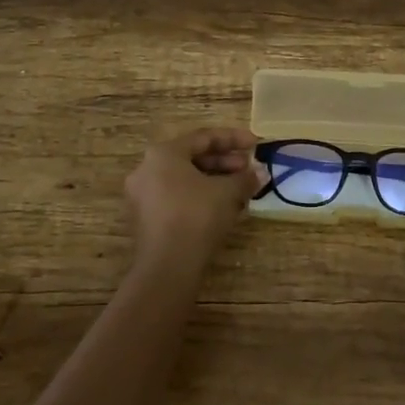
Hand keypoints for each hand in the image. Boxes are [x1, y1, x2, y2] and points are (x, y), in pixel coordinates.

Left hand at [124, 127, 261, 267]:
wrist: (167, 267)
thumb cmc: (196, 216)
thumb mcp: (227, 193)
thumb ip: (245, 178)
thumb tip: (261, 173)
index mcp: (163, 153)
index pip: (203, 137)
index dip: (233, 139)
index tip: (256, 144)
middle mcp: (147, 168)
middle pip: (192, 158)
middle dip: (224, 162)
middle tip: (248, 169)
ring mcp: (143, 195)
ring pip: (185, 179)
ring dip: (215, 181)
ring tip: (240, 190)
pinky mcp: (146, 219)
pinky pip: (177, 197)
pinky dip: (200, 197)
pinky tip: (223, 208)